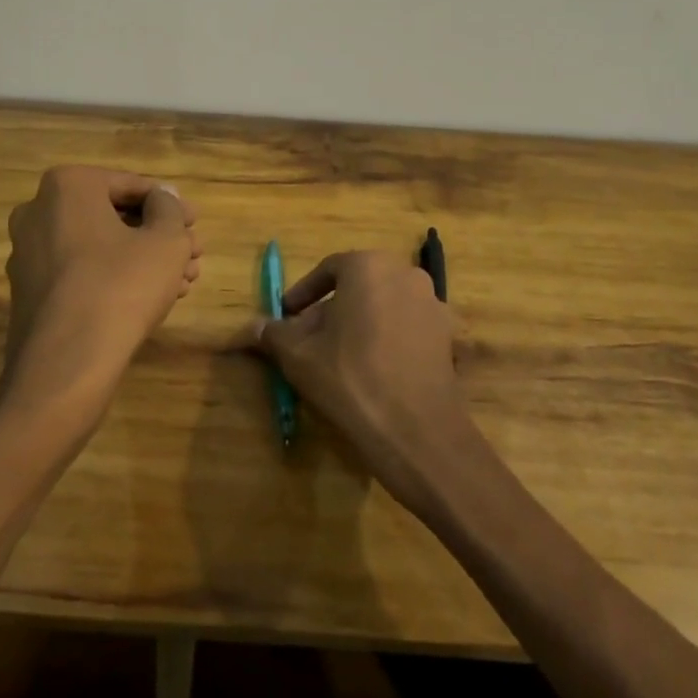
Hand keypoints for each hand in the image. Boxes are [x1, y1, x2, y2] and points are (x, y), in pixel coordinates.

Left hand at [0, 167, 201, 427]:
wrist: (66, 364)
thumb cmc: (121, 286)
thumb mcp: (165, 241)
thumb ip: (169, 209)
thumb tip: (162, 199)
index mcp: (66, 186)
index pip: (130, 185)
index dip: (170, 204)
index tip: (195, 224)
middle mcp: (37, 212)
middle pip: (113, 216)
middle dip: (157, 234)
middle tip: (191, 254)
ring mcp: (27, 254)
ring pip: (98, 246)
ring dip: (141, 258)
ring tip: (181, 281)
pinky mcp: (29, 292)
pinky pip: (79, 271)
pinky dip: (114, 277)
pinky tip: (149, 298)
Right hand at [255, 251, 477, 507]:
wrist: (416, 431)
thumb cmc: (350, 379)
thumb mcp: (298, 355)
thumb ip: (273, 334)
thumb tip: (250, 328)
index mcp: (368, 266)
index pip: (328, 269)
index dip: (303, 293)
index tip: (287, 316)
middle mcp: (405, 274)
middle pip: (358, 286)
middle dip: (331, 310)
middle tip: (308, 339)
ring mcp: (432, 304)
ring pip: (383, 306)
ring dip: (359, 324)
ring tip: (337, 358)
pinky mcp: (448, 336)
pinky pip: (406, 328)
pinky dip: (386, 340)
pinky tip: (372, 371)